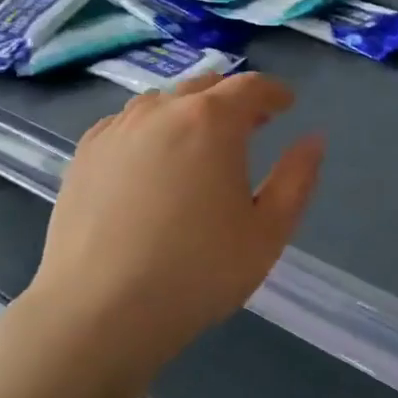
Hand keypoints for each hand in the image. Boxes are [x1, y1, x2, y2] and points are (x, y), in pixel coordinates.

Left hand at [23, 72, 323, 360]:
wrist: (98, 312)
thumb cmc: (197, 271)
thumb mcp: (268, 231)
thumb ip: (297, 178)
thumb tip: (313, 140)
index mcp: (212, 121)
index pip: (251, 86)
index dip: (275, 92)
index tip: (287, 104)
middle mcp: (162, 111)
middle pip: (205, 86)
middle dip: (234, 99)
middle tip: (252, 125)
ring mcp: (117, 130)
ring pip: (163, 102)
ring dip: (190, 111)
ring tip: (201, 142)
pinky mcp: (85, 154)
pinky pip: (127, 124)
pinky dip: (151, 128)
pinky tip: (153, 160)